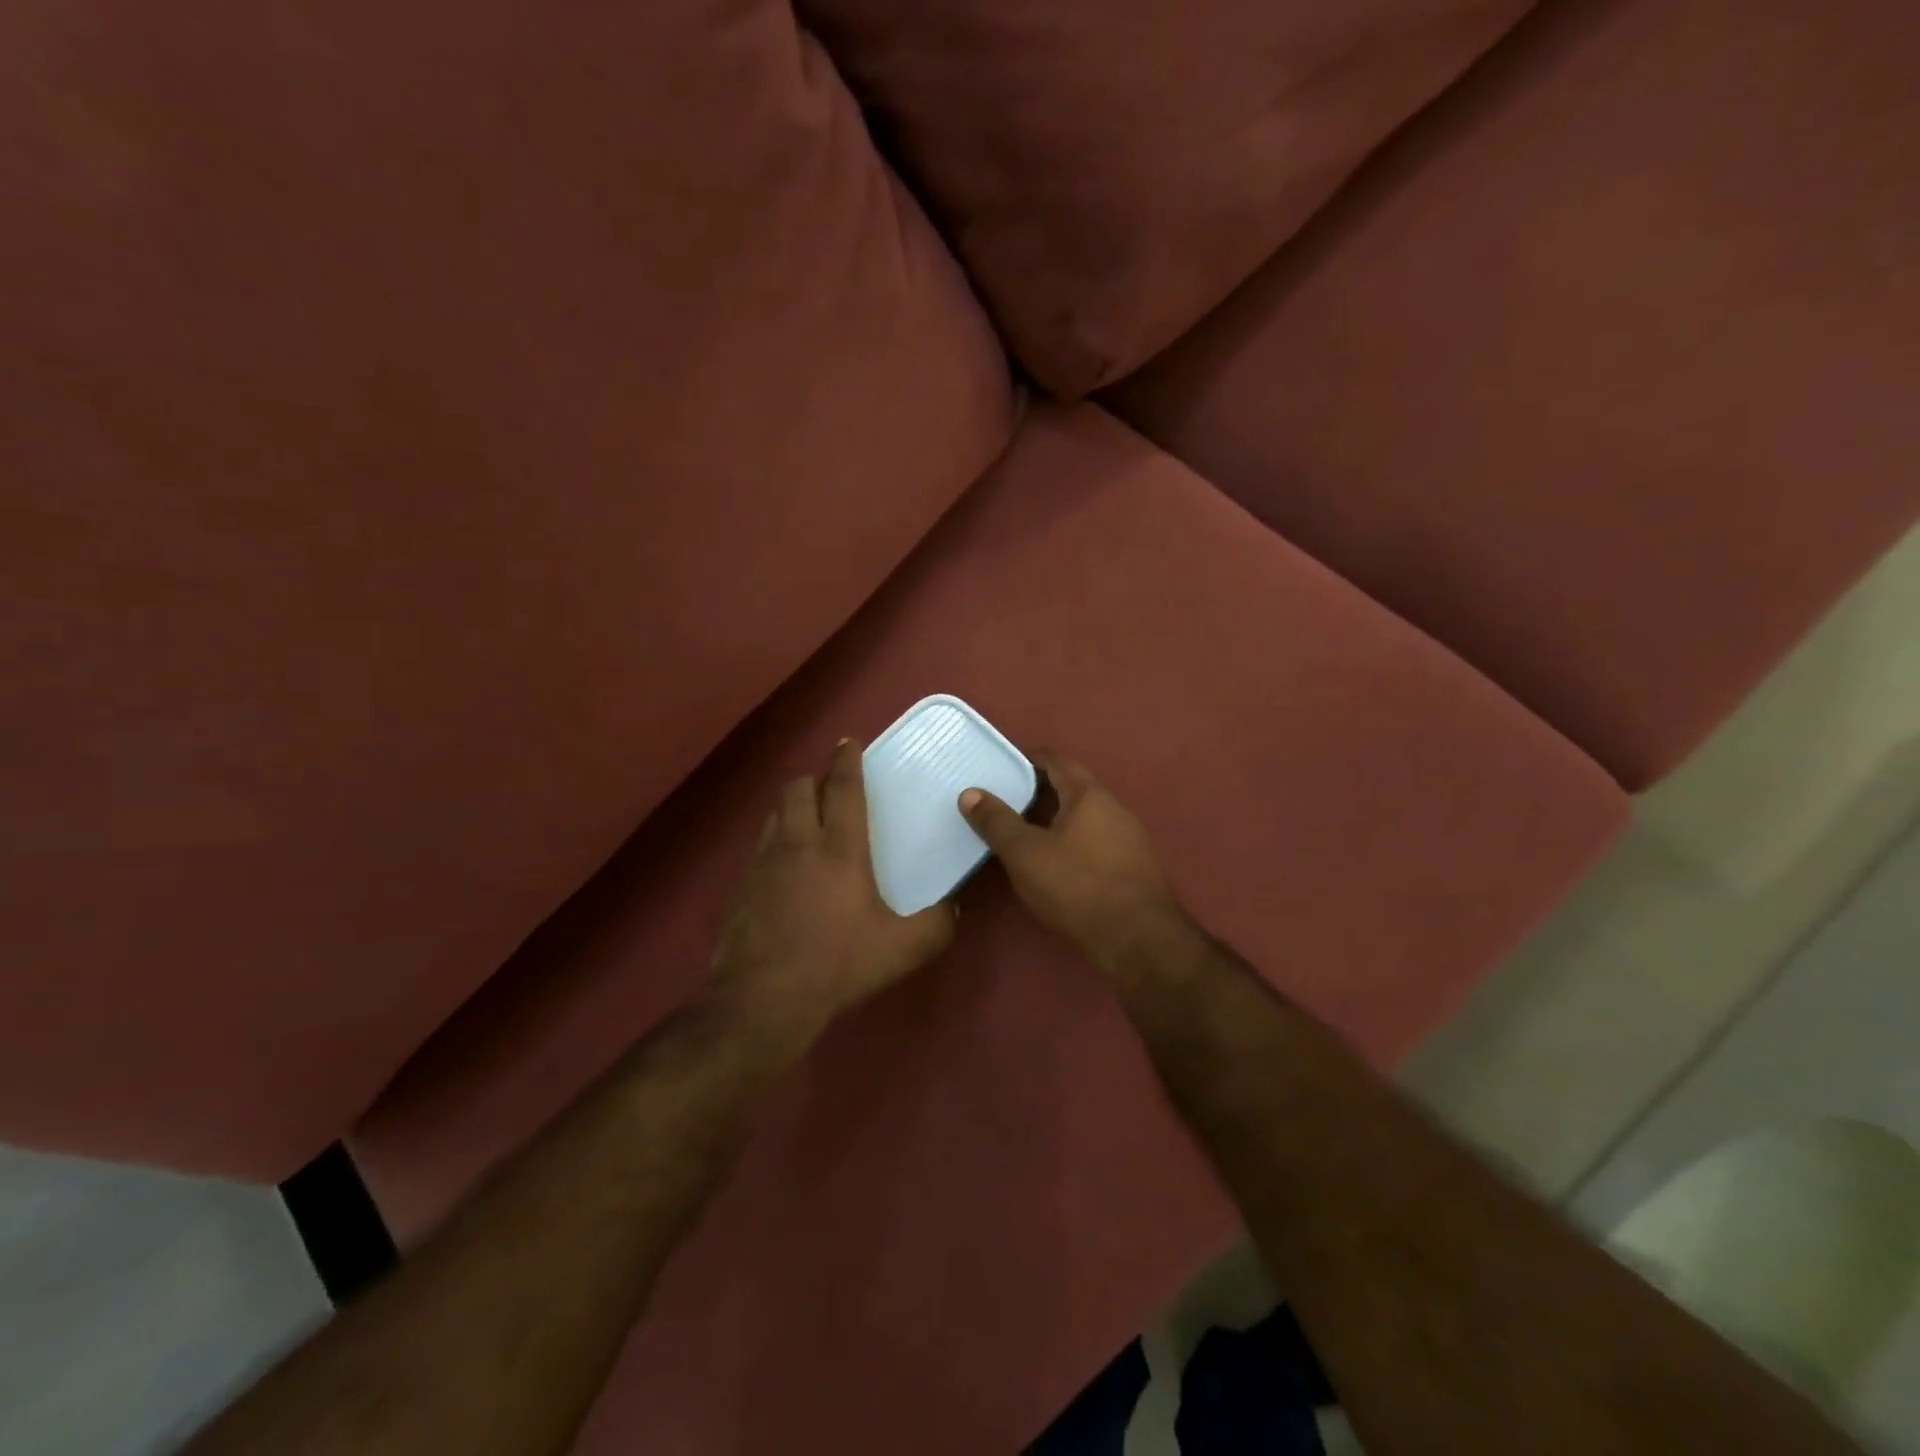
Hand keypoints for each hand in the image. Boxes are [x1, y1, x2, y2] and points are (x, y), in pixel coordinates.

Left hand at [710, 739, 955, 1053]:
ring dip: (792, 806)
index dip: (846, 760)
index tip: (848, 742)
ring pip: (775, 814)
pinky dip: (776, 840)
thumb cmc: (838, 964)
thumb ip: (936, 925)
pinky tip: (786, 867)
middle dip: (814, 778)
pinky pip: (760, 847)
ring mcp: (763, 864)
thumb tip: (953, 910)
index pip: (842, 788)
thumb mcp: (902, 949)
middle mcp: (798, 844)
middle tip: (830, 786)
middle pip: (797, 789)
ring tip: (808, 818)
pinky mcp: (741, 887)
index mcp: (839, 848)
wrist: (764, 998)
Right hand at [958, 755, 1194, 974]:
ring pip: (1086, 816)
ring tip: (1025, 832)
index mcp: (1089, 795)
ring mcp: (1129, 838)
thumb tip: (970, 793)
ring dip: (1057, 818)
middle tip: (1007, 800)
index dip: (1030, 759)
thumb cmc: (1077, 886)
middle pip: (1074, 787)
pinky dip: (1072, 841)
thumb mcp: (1025, 854)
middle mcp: (1114, 808)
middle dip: (1041, 790)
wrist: (1138, 939)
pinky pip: (1096, 840)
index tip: (1004, 766)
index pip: (1058, 761)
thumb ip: (997, 822)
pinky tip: (1056, 862)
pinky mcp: (1133, 866)